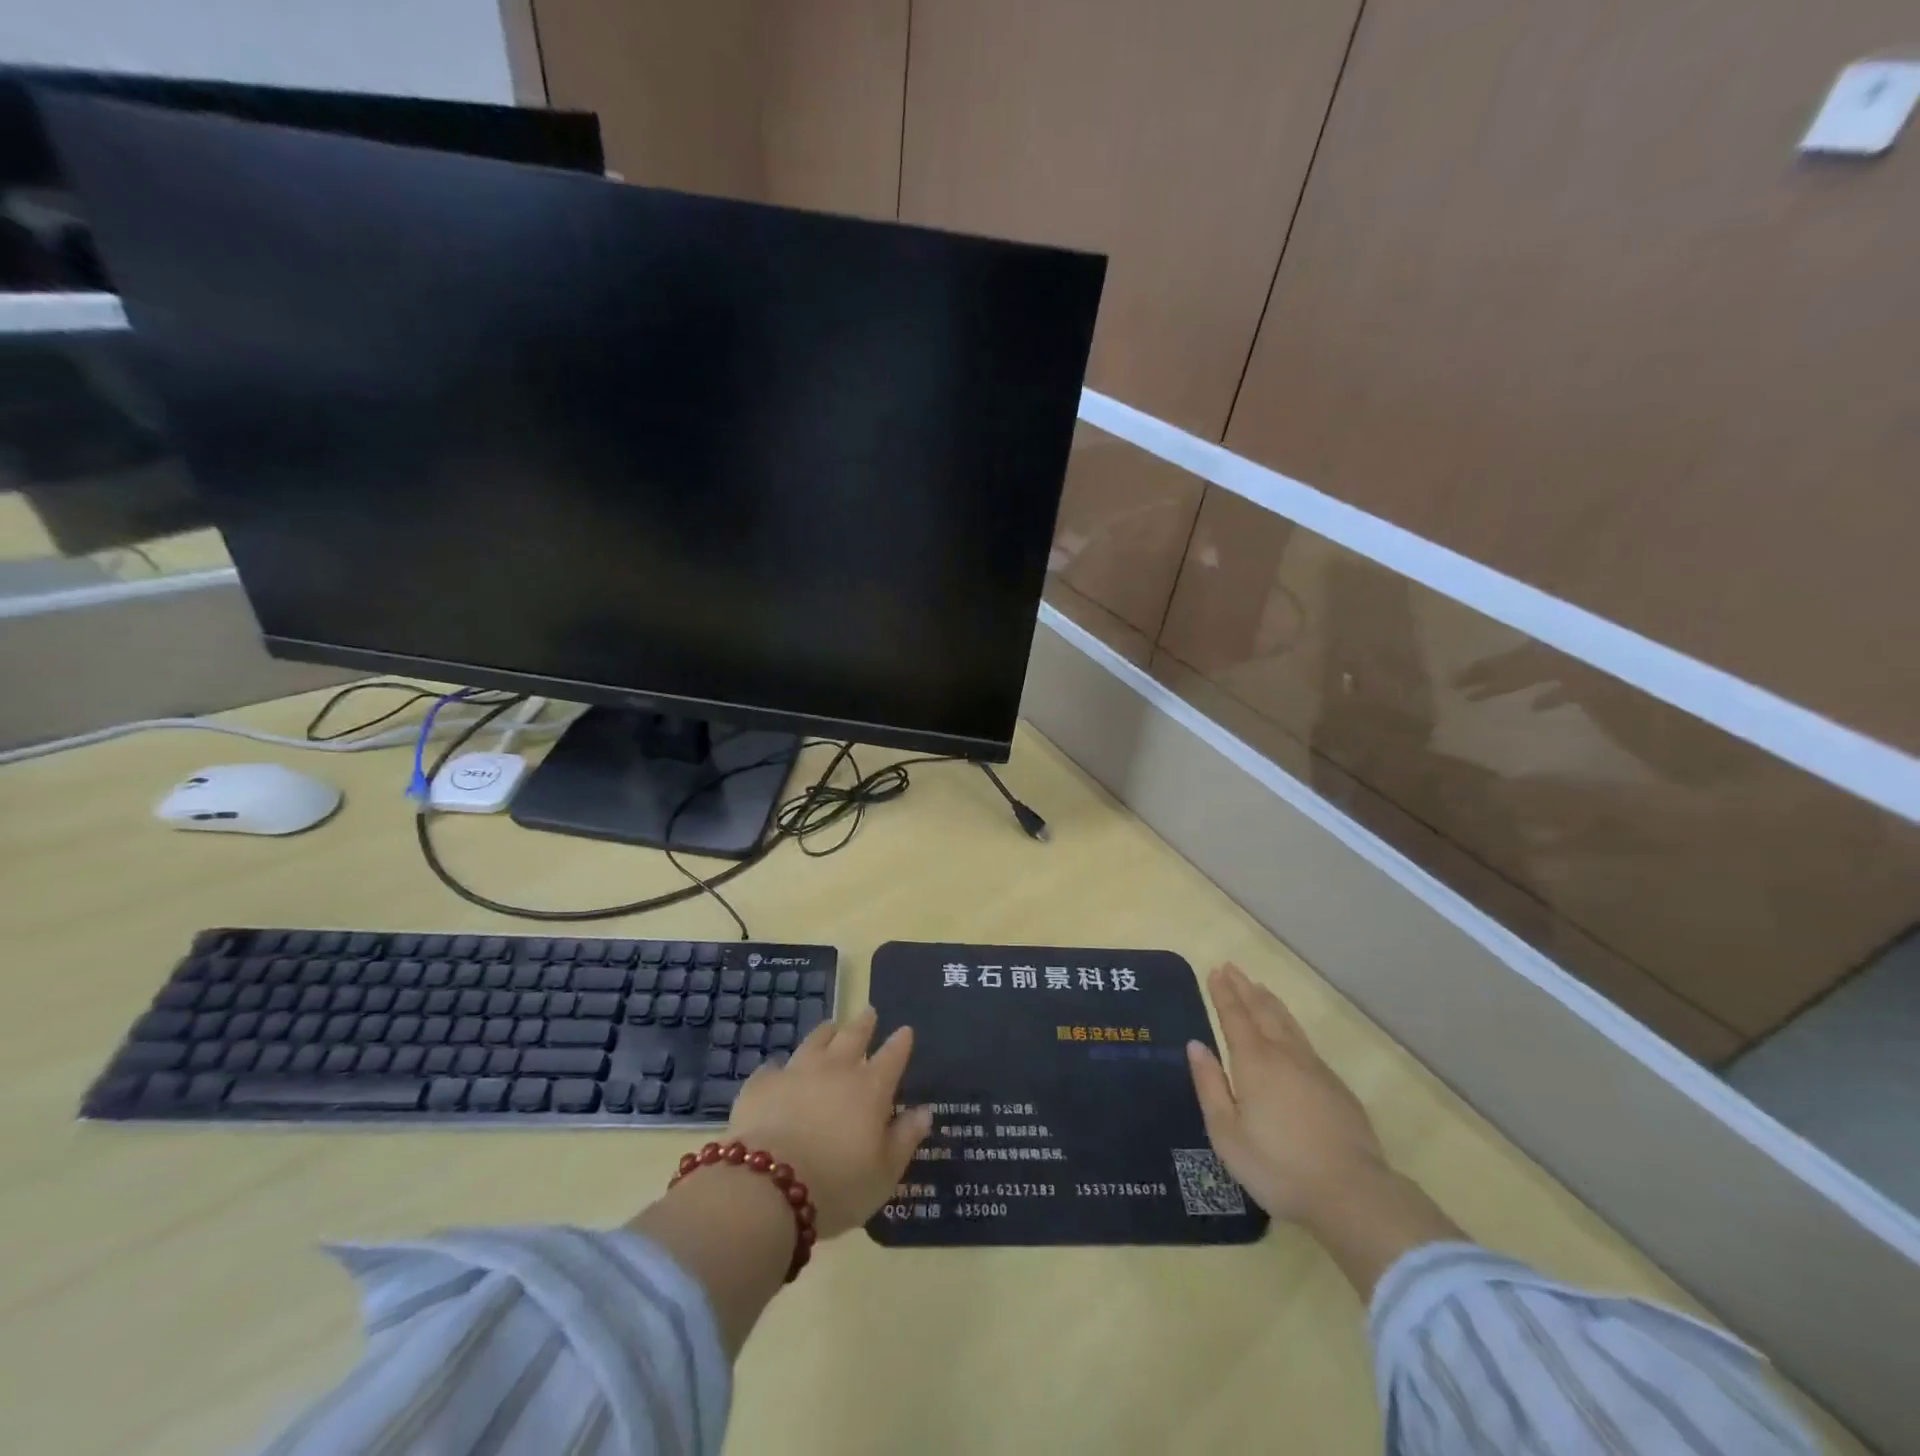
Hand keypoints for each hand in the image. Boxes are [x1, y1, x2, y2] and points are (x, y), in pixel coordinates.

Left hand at [726, 1007, 932, 1238]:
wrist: (766, 1188)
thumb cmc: (836, 1187)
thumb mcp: (884, 1174)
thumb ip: (905, 1139)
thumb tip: (924, 1111)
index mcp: (870, 1090)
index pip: (891, 1057)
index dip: (900, 1043)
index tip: (905, 1030)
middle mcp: (836, 1070)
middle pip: (853, 1037)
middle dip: (864, 1024)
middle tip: (869, 1011)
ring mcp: (796, 1072)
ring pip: (815, 1041)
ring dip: (826, 1032)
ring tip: (831, 1026)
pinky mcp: (762, 1084)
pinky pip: (774, 1067)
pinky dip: (780, 1067)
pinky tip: (778, 1070)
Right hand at [1186, 963, 1388, 1225]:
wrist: (1352, 1194)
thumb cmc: (1278, 1167)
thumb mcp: (1227, 1133)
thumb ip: (1210, 1085)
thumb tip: (1196, 1045)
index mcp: (1254, 1062)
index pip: (1234, 1016)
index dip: (1223, 993)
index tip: (1215, 971)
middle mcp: (1284, 1055)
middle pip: (1262, 1011)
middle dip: (1244, 988)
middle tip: (1231, 967)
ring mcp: (1314, 1069)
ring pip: (1287, 1023)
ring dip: (1269, 1001)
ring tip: (1258, 987)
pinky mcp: (1336, 1087)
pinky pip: (1305, 1041)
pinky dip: (1289, 1024)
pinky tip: (1289, 1031)